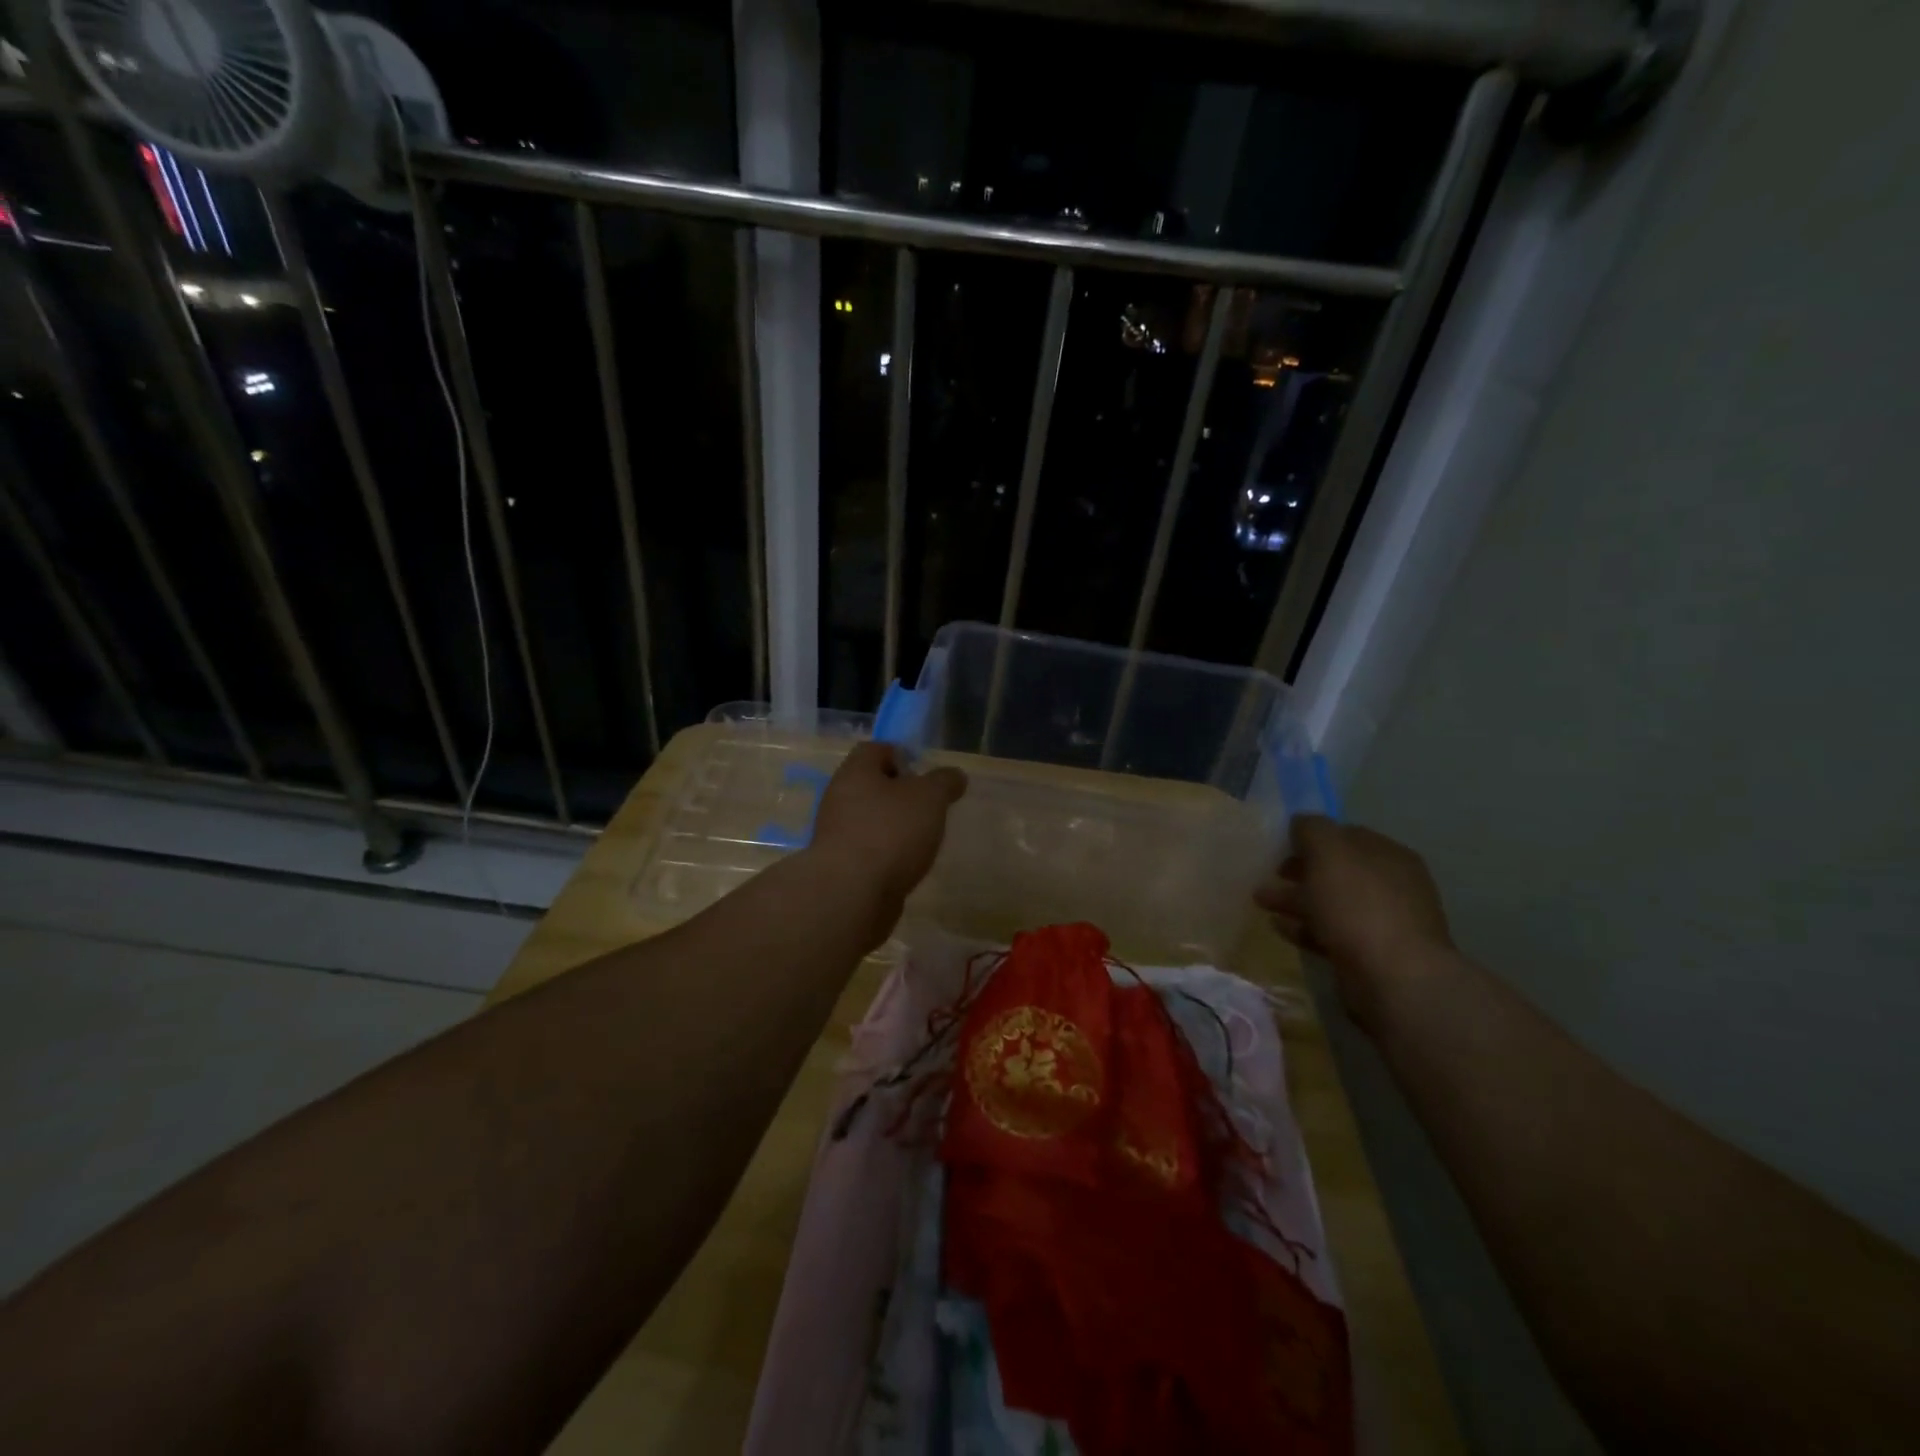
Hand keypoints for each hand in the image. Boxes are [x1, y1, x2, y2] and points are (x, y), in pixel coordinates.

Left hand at [808, 742, 967, 904]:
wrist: (851, 894)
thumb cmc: (890, 832)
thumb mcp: (930, 798)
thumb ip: (944, 782)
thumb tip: (954, 776)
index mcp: (856, 772)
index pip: (875, 749)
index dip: (901, 755)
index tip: (925, 774)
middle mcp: (839, 798)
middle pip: (871, 785)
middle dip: (900, 794)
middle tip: (929, 807)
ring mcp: (836, 834)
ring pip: (869, 820)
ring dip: (894, 827)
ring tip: (923, 840)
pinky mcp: (840, 866)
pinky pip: (867, 850)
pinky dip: (886, 854)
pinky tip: (906, 866)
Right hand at [1256, 815, 1453, 1031]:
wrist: (1394, 978)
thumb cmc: (1359, 905)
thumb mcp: (1329, 852)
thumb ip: (1312, 829)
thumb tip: (1301, 822)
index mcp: (1388, 854)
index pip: (1345, 835)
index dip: (1311, 836)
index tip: (1279, 844)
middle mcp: (1391, 884)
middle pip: (1337, 870)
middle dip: (1300, 870)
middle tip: (1267, 873)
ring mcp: (1383, 921)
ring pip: (1330, 902)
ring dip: (1296, 899)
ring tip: (1260, 901)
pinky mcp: (1370, 954)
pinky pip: (1330, 932)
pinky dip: (1304, 927)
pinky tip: (1279, 927)